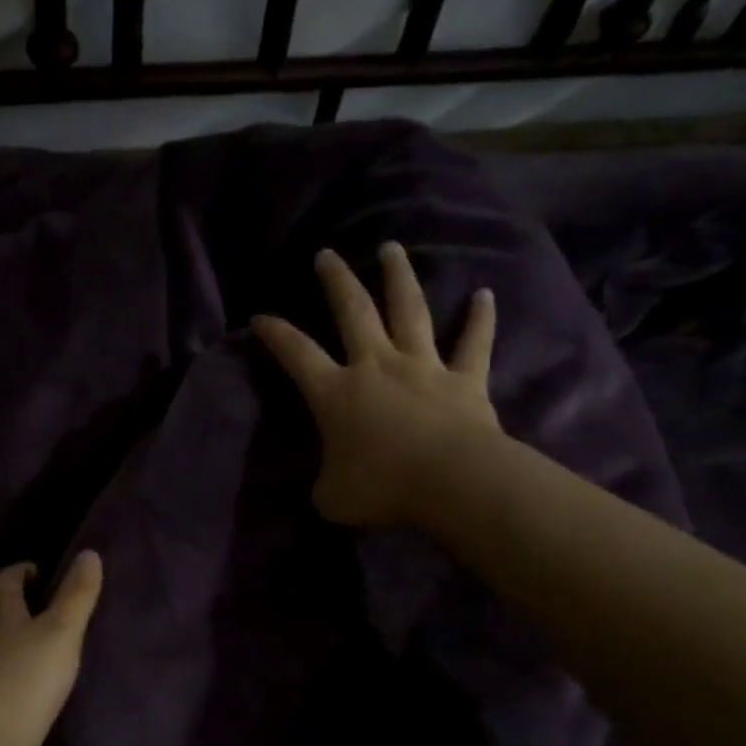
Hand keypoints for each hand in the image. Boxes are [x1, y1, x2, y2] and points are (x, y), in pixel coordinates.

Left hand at [0, 550, 104, 745]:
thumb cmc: (27, 677)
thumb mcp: (62, 631)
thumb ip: (77, 594)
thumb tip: (88, 553)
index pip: (5, 579)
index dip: (22, 571)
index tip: (42, 573)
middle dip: (22, 605)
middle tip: (53, 609)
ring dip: (19, 639)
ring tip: (50, 647)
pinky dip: (16, 670)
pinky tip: (35, 685)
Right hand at [253, 243, 498, 527]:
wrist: (452, 481)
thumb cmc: (383, 487)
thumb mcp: (332, 498)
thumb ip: (324, 483)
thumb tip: (328, 483)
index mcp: (336, 393)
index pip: (296, 355)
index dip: (276, 335)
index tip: (260, 316)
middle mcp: (376, 367)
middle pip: (352, 312)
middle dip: (336, 281)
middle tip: (326, 254)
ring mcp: (422, 367)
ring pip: (409, 311)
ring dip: (399, 277)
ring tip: (391, 248)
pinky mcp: (464, 380)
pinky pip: (474, 343)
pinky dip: (480, 318)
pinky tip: (485, 294)